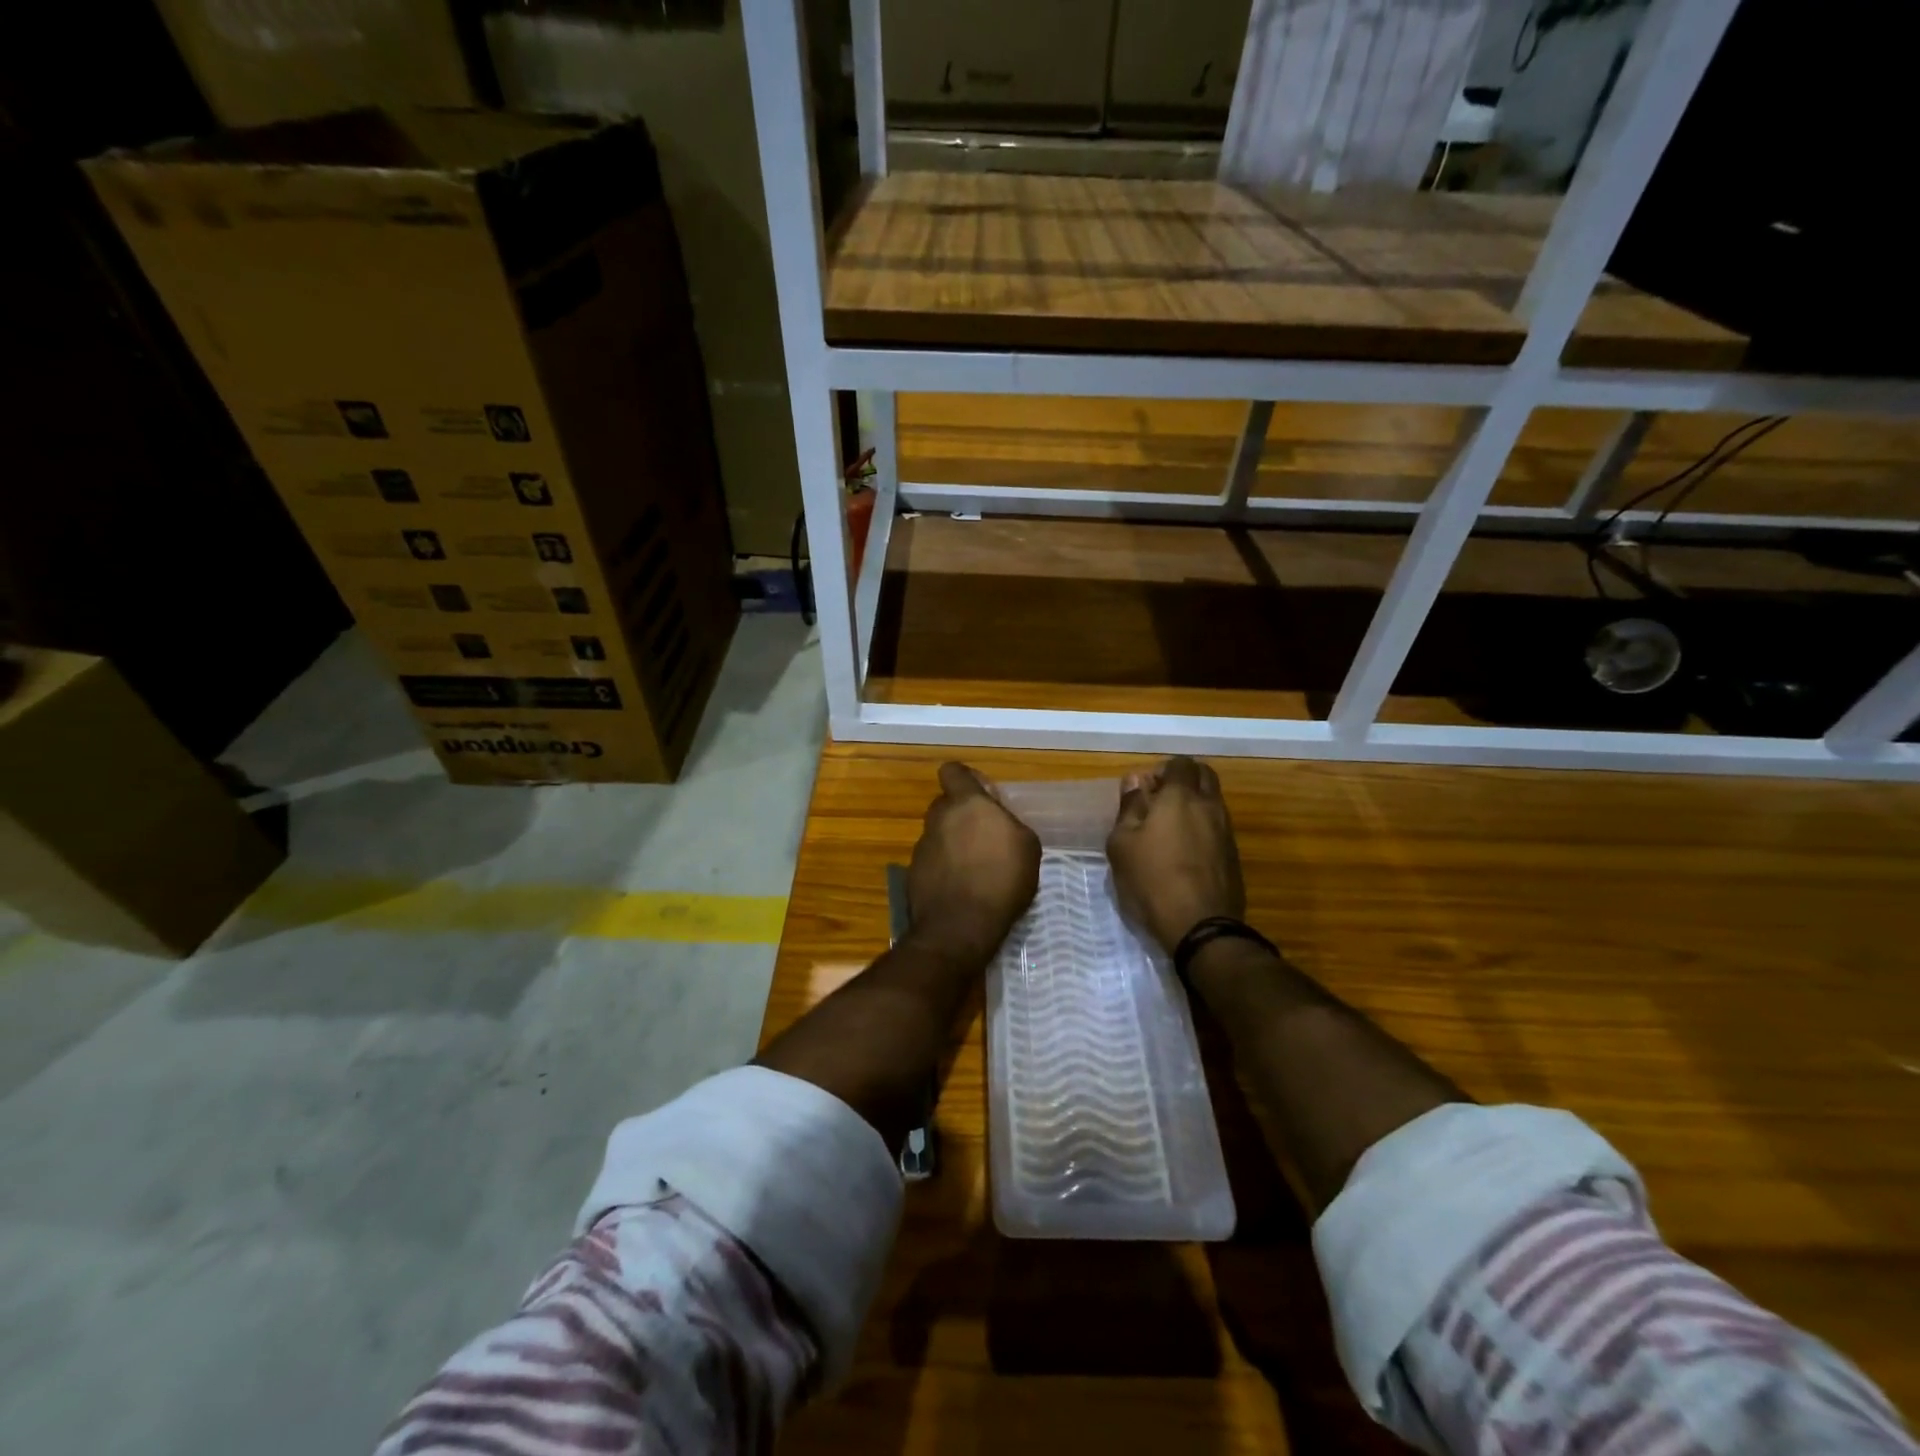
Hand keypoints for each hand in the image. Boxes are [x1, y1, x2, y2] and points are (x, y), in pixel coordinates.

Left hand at [906, 763, 1041, 965]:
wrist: (959, 927)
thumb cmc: (1001, 880)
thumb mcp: (1027, 846)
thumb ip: (1009, 823)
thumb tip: (998, 821)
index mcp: (967, 803)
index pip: (953, 771)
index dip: (966, 779)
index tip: (982, 796)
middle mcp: (939, 818)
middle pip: (946, 804)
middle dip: (962, 815)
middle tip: (985, 837)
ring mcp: (922, 845)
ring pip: (939, 834)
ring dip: (954, 844)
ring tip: (976, 869)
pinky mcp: (914, 872)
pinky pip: (933, 860)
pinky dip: (944, 868)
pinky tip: (961, 888)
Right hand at [1107, 757, 1244, 953]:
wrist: (1200, 926)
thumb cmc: (1151, 879)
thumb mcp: (1122, 843)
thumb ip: (1129, 807)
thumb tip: (1135, 780)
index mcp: (1181, 797)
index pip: (1180, 763)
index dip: (1163, 770)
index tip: (1146, 789)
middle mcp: (1210, 806)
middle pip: (1205, 776)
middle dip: (1184, 780)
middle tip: (1160, 801)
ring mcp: (1226, 831)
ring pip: (1214, 802)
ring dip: (1195, 804)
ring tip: (1170, 829)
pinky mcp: (1233, 855)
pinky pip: (1218, 827)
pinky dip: (1203, 828)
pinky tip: (1185, 851)